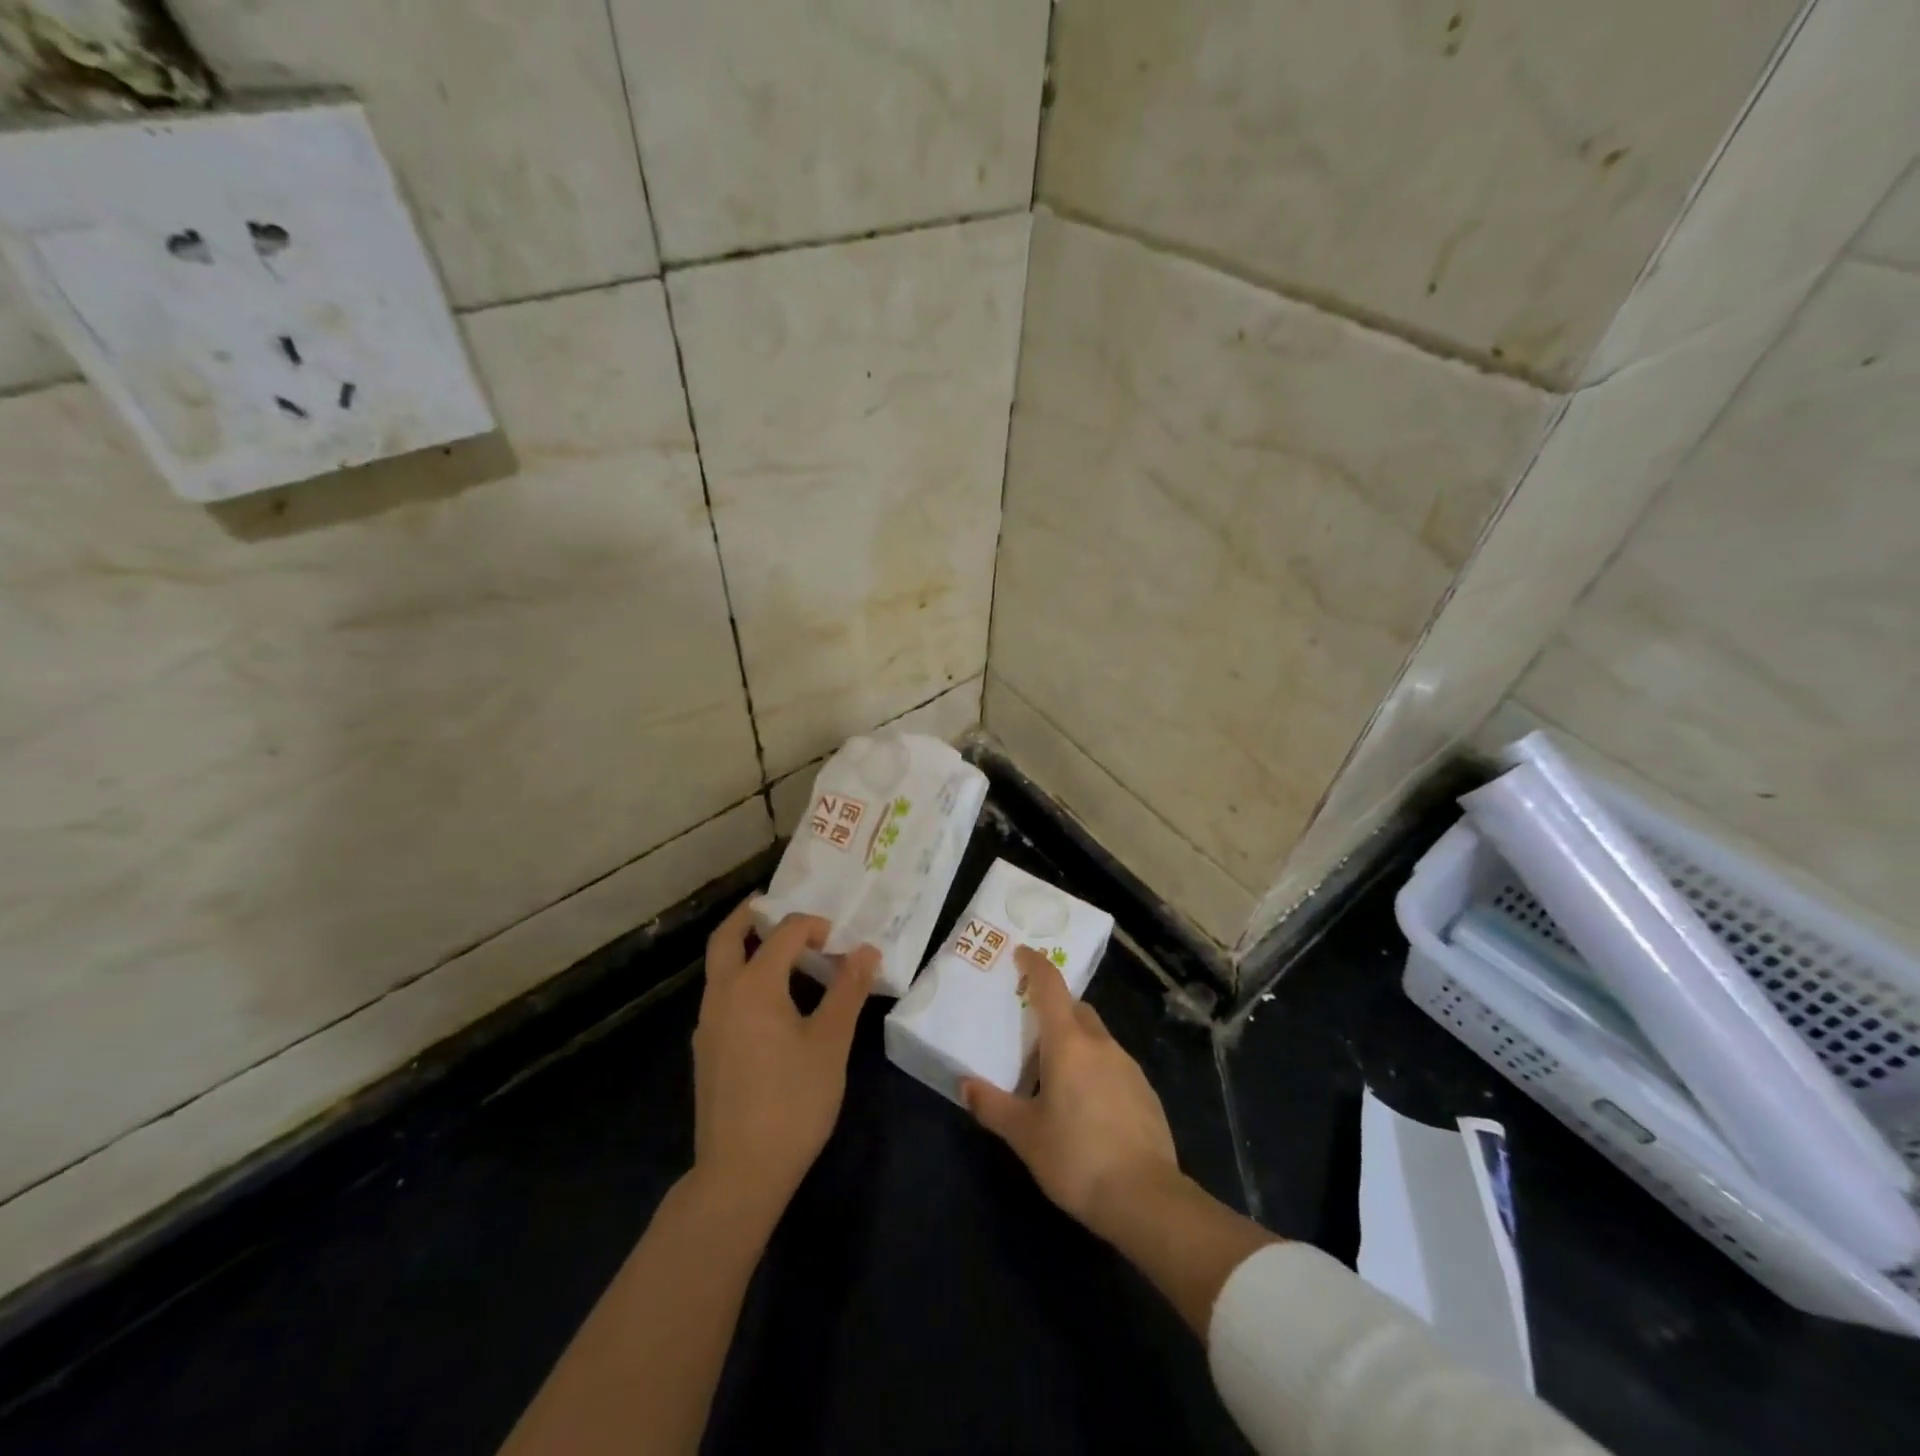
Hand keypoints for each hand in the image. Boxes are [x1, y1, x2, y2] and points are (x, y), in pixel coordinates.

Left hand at [693, 902, 877, 1221]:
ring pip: (719, 968)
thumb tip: (866, 950)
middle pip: (727, 938)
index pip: (783, 935)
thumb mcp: (830, 1043)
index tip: (838, 940)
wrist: (740, 1173)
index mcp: (753, 986)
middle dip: (750, 915)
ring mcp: (708, 1025)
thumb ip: (848, 991)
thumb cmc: (793, 1101)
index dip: (813, 927)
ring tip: (782, 952)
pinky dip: (741, 978)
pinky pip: (721, 996)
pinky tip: (771, 1003)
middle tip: (775, 905)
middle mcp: (722, 995)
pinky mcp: (706, 1051)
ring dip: (745, 948)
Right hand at [962, 945, 1180, 1243]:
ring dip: (1075, 1041)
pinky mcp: (1145, 1092)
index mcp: (1068, 1043)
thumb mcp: (1025, 1135)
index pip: (1051, 987)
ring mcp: (1128, 1066)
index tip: (1022, 954)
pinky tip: (1085, 1104)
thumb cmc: (1076, 1157)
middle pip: (1076, 1010)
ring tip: (1054, 1074)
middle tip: (1030, 1030)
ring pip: (1096, 1037)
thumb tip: (965, 1085)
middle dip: (1054, 1009)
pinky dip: (1094, 1068)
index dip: (1035, 965)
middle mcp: (1100, 1044)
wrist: (1146, 1198)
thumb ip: (993, 1106)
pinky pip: (1112, 1064)